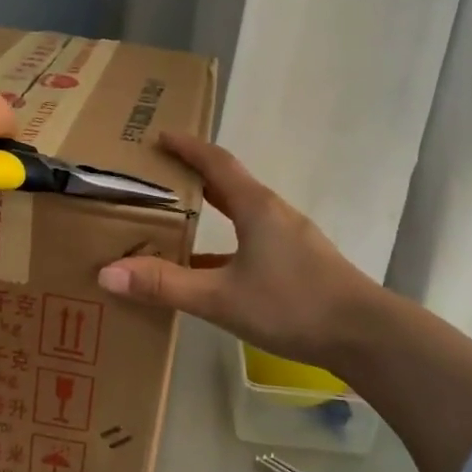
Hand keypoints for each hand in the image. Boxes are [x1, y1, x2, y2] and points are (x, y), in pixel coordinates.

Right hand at [95, 133, 380, 371]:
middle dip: (194, 176)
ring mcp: (290, 238)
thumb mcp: (221, 298)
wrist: (364, 335)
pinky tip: (209, 270)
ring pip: (242, 214)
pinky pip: (252, 241)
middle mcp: (274, 214)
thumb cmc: (292, 305)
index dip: (187, 147)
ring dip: (210, 212)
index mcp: (256, 207)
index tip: (159, 136)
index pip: (216, 162)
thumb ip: (165, 285)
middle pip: (229, 184)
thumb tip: (107, 273)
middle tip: (158, 176)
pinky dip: (225, 245)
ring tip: (176, 221)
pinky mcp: (299, 263)